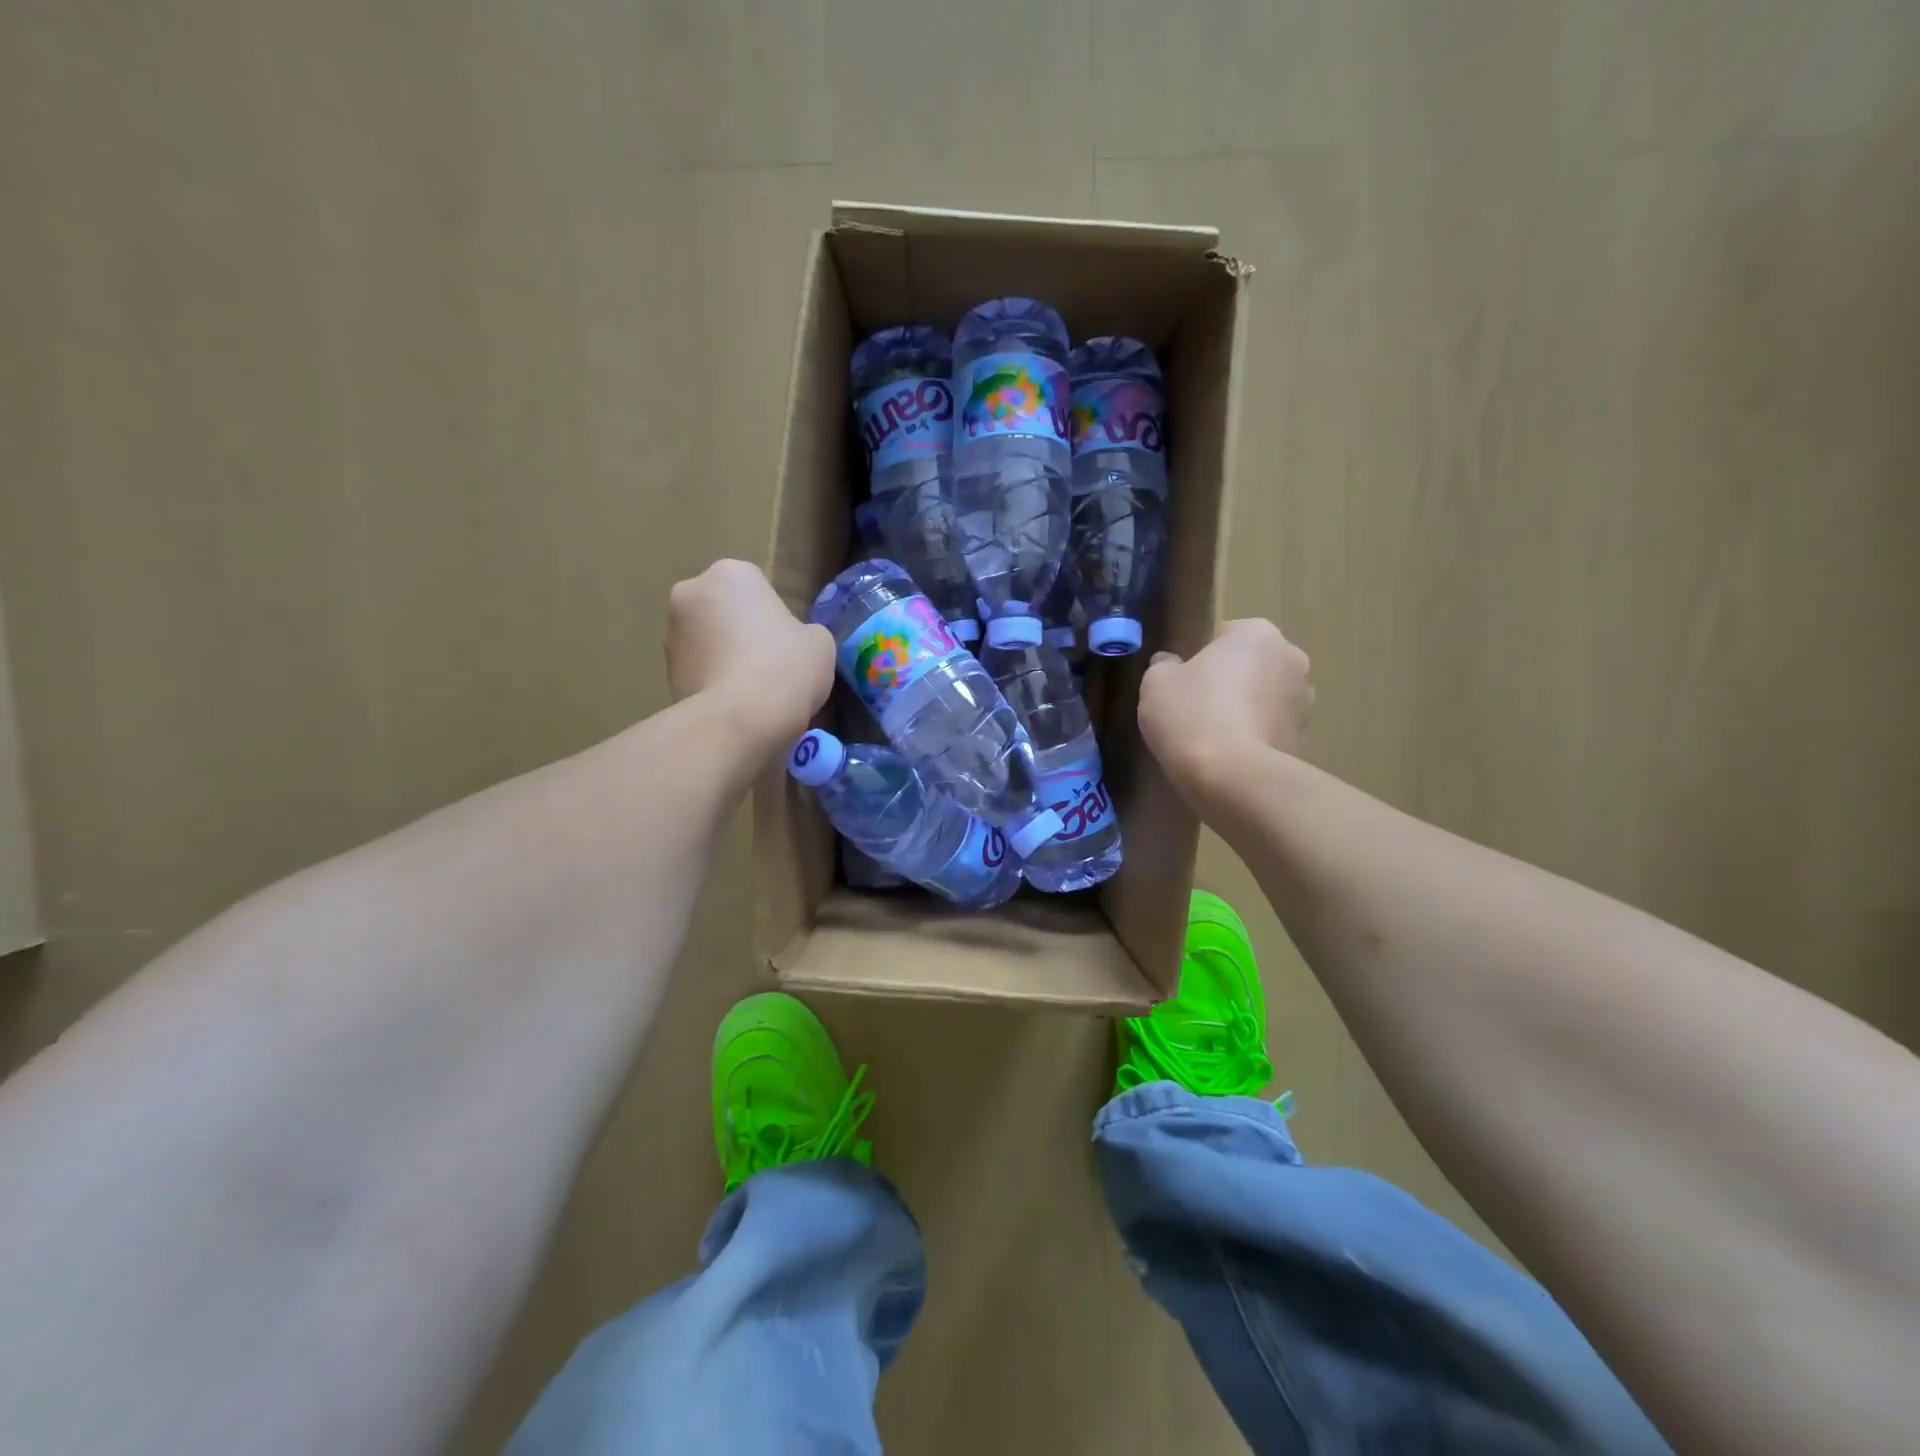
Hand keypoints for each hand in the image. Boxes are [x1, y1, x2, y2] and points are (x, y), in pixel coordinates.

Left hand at [665, 560, 833, 756]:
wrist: (739, 722)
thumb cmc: (785, 667)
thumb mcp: (819, 642)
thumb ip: (804, 632)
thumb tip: (792, 643)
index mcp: (730, 573)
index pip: (757, 587)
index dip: (776, 617)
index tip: (788, 645)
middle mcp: (690, 593)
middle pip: (725, 611)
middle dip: (742, 633)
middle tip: (771, 667)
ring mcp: (670, 635)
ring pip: (708, 642)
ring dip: (725, 659)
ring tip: (753, 693)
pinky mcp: (664, 673)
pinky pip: (699, 672)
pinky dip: (714, 684)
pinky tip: (737, 707)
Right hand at [1138, 619, 1313, 797]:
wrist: (1232, 777)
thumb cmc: (1192, 715)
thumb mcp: (1156, 682)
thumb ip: (1164, 665)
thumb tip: (1171, 664)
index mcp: (1256, 633)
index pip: (1222, 636)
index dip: (1198, 659)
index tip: (1181, 684)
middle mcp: (1291, 657)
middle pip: (1249, 665)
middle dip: (1228, 682)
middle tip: (1195, 710)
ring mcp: (1304, 700)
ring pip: (1263, 698)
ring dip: (1244, 710)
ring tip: (1212, 739)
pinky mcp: (1305, 738)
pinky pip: (1271, 729)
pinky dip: (1254, 737)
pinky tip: (1228, 758)